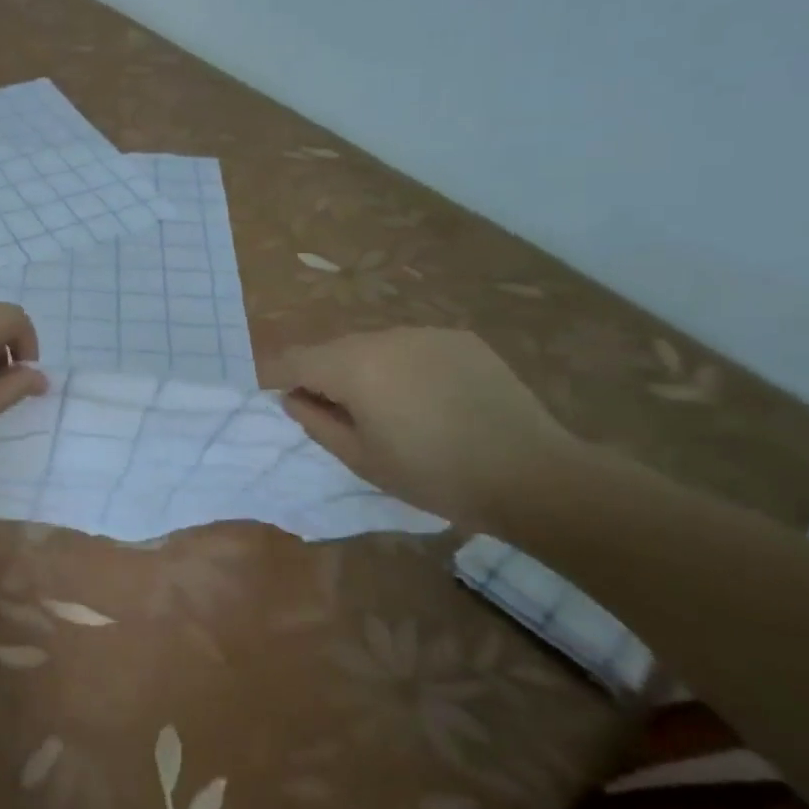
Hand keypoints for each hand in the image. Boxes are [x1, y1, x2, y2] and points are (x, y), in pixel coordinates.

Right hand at [280, 328, 587, 528]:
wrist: (532, 474)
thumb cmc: (434, 475)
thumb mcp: (361, 459)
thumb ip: (316, 423)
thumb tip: (292, 398)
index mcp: (354, 366)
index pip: (294, 359)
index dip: (276, 377)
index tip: (277, 398)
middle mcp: (385, 337)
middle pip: (333, 350)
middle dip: (322, 376)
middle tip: (336, 415)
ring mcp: (426, 333)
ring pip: (372, 346)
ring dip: (364, 370)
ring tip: (386, 409)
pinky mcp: (460, 339)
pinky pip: (411, 347)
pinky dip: (402, 367)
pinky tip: (427, 400)